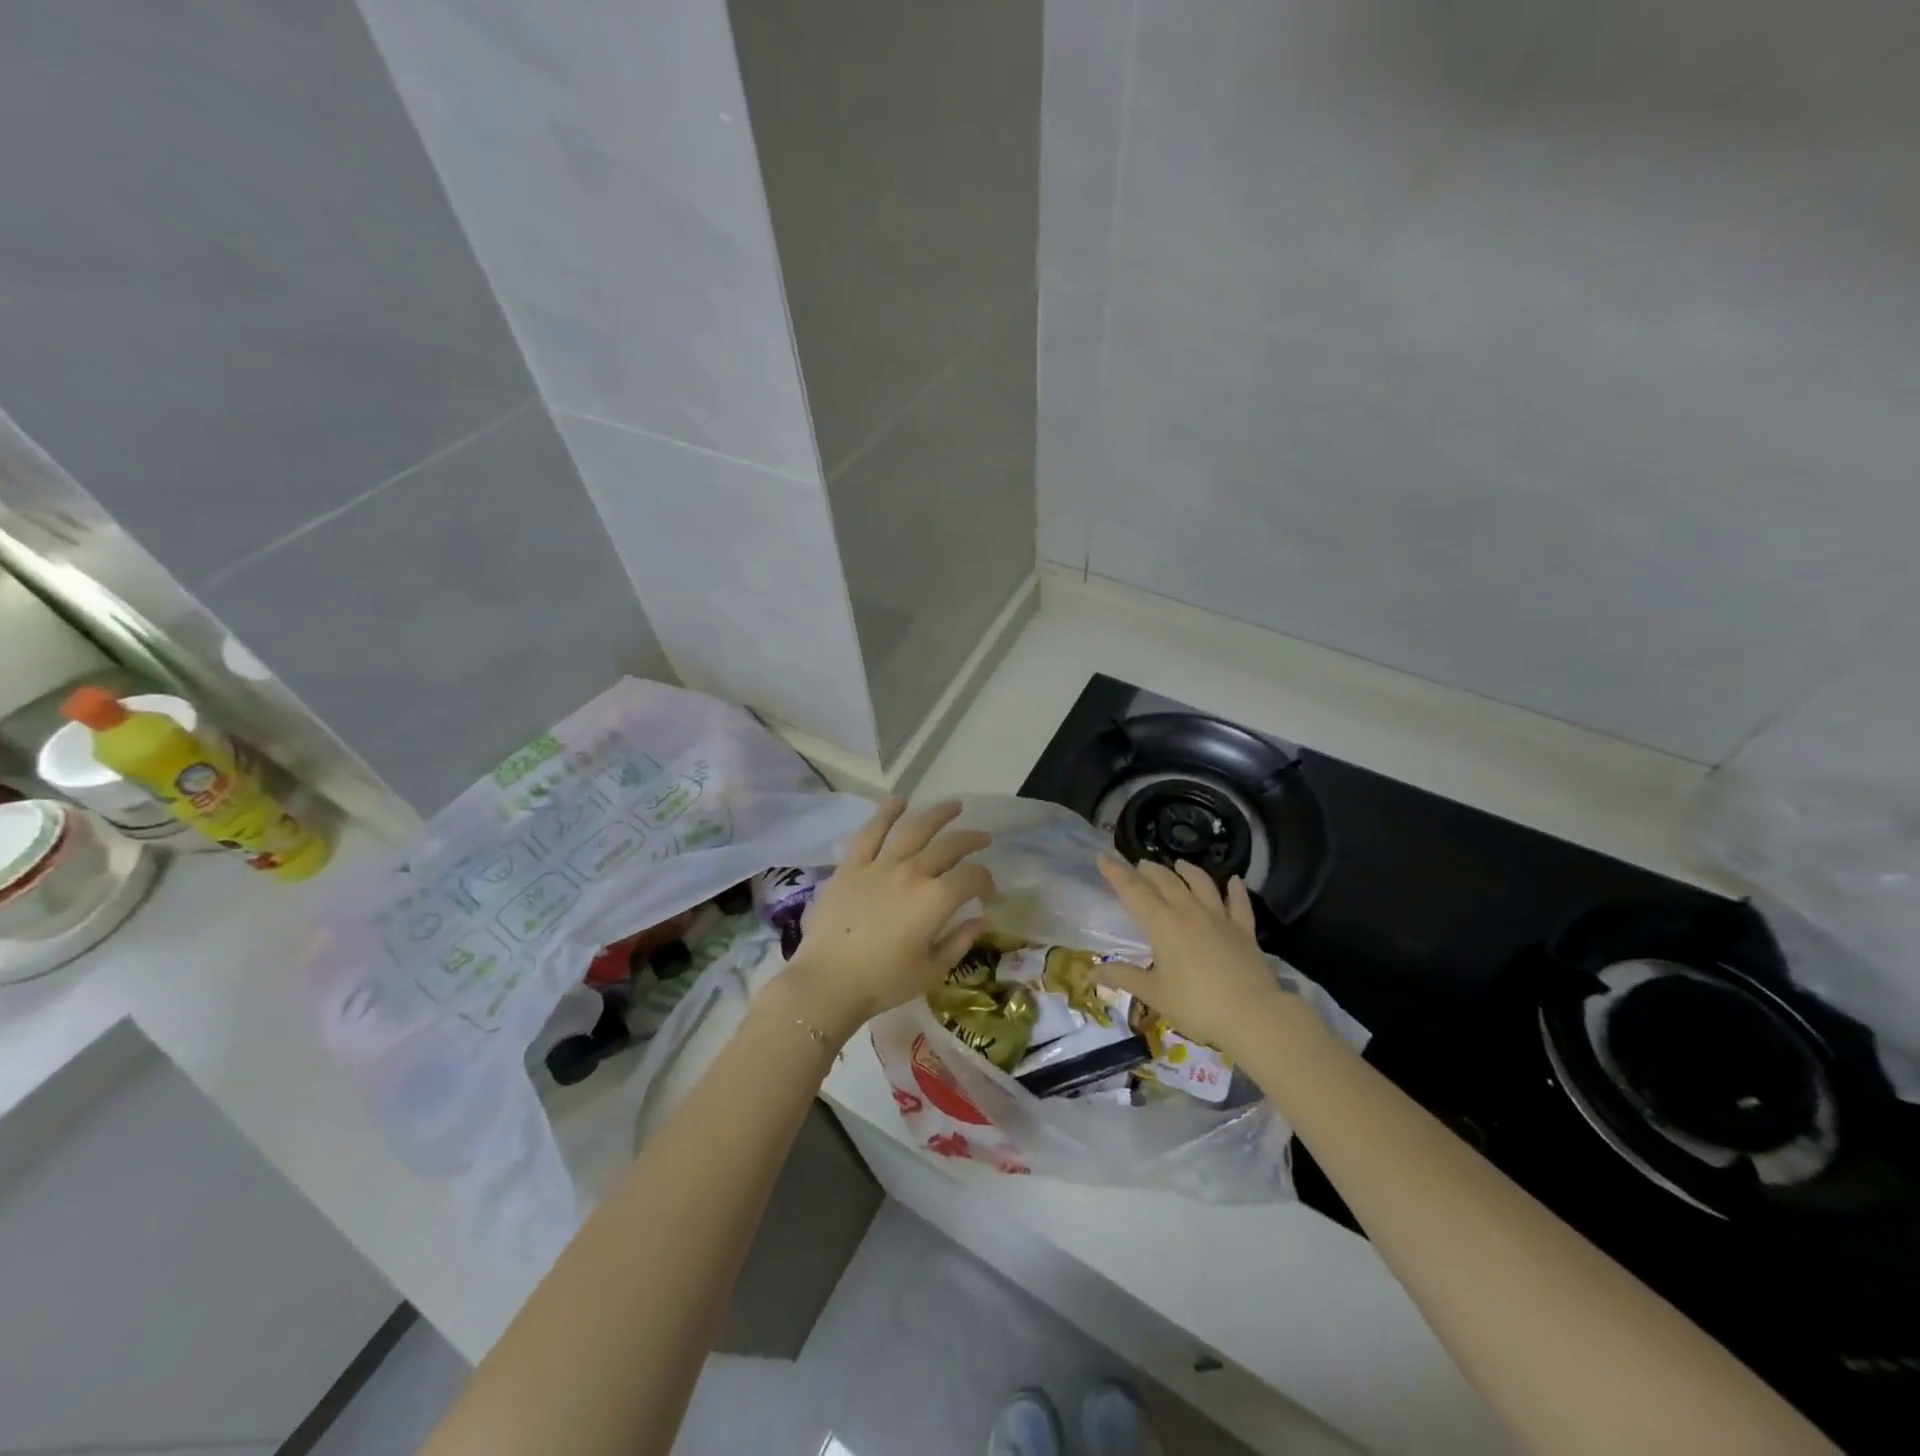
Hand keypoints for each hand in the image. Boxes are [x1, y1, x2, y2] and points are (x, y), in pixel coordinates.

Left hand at [776, 798, 994, 1042]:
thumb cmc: (883, 982)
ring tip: (953, 806)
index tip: (988, 891)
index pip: (971, 878)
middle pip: (949, 847)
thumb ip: (961, 941)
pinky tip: (899, 801)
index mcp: (936, 899)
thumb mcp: (932, 970)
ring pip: (914, 830)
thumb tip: (984, 920)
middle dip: (971, 840)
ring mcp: (880, 865)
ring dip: (937, 815)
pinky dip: (886, 813)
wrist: (828, 982)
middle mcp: (912, 873)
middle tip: (983, 838)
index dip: (986, 880)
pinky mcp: (852, 865)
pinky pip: (871, 832)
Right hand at [1093, 858, 1286, 1057]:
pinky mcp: (1244, 930)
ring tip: (1179, 863)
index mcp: (1162, 923)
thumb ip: (1124, 978)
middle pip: (1166, 881)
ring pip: (1201, 883)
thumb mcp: (1154, 994)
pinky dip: (1235, 889)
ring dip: (1188, 870)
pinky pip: (1239, 903)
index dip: (1116, 874)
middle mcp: (1189, 911)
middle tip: (1139, 865)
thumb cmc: (1196, 1005)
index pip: (1133, 891)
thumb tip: (1092, 973)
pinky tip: (1234, 880)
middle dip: (1150, 870)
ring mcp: (1219, 918)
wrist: (1252, 1015)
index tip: (1103, 858)